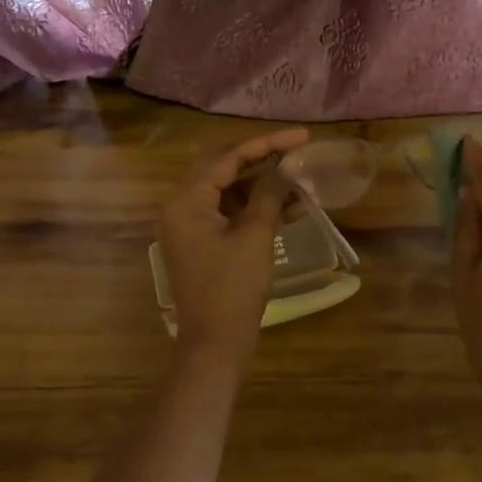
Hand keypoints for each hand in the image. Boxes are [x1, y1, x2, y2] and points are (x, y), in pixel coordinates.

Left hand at [158, 128, 308, 359]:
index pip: (228, 158)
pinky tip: (286, 206)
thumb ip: (268, 195)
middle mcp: (180, 206)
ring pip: (226, 189)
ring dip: (259, 183)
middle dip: (260, 158)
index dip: (267, 144)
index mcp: (186, 200)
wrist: (215, 344)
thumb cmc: (233, 288)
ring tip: (297, 181)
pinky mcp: (200, 241)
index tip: (301, 137)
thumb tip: (284, 168)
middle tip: (295, 152)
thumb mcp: (255, 236)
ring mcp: (188, 224)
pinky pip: (227, 211)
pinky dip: (253, 206)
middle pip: (222, 166)